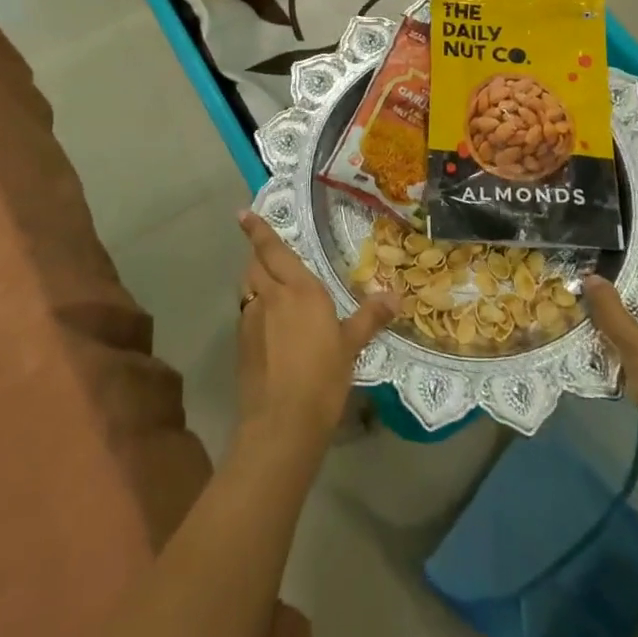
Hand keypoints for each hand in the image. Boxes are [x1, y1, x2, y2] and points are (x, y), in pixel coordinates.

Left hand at [235, 212, 395, 454]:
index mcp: (298, 289)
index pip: (273, 250)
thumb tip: (395, 296)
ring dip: (255, 280)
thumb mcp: (351, 346)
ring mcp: (251, 320)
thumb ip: (369, 317)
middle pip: (255, 265)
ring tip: (268, 283)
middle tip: (266, 250)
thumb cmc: (322, 377)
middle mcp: (270, 296)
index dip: (258, 230)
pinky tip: (267, 323)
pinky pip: (246, 312)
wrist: (281, 423)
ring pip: (248, 288)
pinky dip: (254, 308)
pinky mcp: (241, 344)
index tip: (243, 213)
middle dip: (258, 254)